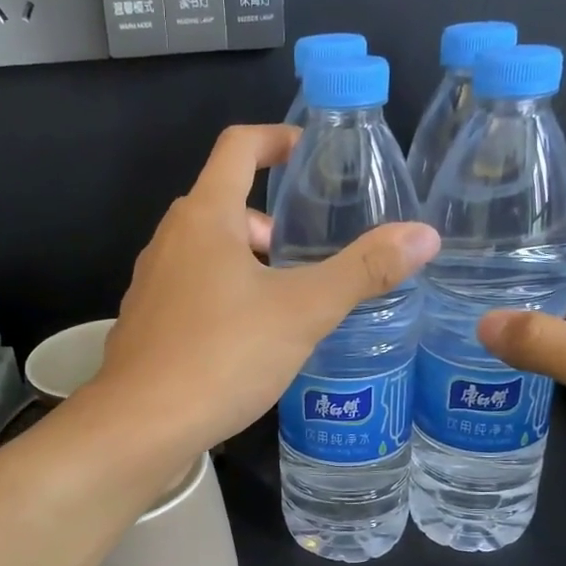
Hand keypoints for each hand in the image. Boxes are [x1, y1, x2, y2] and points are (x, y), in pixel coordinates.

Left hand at [89, 125, 439, 459]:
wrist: (140, 427)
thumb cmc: (222, 356)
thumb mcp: (303, 312)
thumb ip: (363, 271)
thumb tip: (425, 234)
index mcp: (204, 217)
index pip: (238, 147)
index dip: (277, 138)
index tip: (309, 153)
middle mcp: (169, 240)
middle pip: (222, 203)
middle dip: (268, 220)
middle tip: (305, 255)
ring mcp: (150, 284)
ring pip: (205, 251)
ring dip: (246, 261)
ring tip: (284, 303)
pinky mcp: (145, 324)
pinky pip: (189, 290)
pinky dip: (221, 295)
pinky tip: (245, 341)